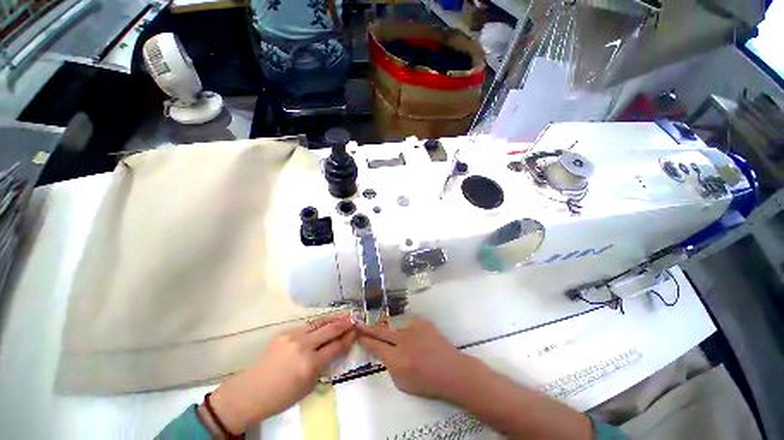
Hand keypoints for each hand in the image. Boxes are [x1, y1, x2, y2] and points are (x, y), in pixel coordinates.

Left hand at [205, 313, 355, 433]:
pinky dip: (318, 324)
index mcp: (310, 364)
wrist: (251, 391)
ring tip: (344, 314)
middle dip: (344, 323)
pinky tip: (324, 322)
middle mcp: (303, 346)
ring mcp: (293, 336)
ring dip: (333, 318)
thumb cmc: (282, 396)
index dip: (348, 338)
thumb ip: (323, 365)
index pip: (336, 346)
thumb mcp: (308, 386)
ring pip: (318, 322)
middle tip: (355, 318)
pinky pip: (306, 326)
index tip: (357, 331)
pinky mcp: (285, 333)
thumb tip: (334, 349)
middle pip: (329, 330)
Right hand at [357, 316, 481, 402]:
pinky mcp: (422, 322)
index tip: (358, 335)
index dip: (365, 340)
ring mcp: (414, 328)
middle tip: (359, 323)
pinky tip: (404, 330)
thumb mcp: (402, 382)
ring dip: (386, 326)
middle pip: (381, 331)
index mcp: (397, 359)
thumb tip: (382, 351)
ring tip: (381, 326)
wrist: (451, 370)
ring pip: (394, 324)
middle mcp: (403, 340)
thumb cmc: (427, 382)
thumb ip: (389, 365)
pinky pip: (408, 322)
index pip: (375, 346)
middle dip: (368, 328)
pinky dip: (403, 326)